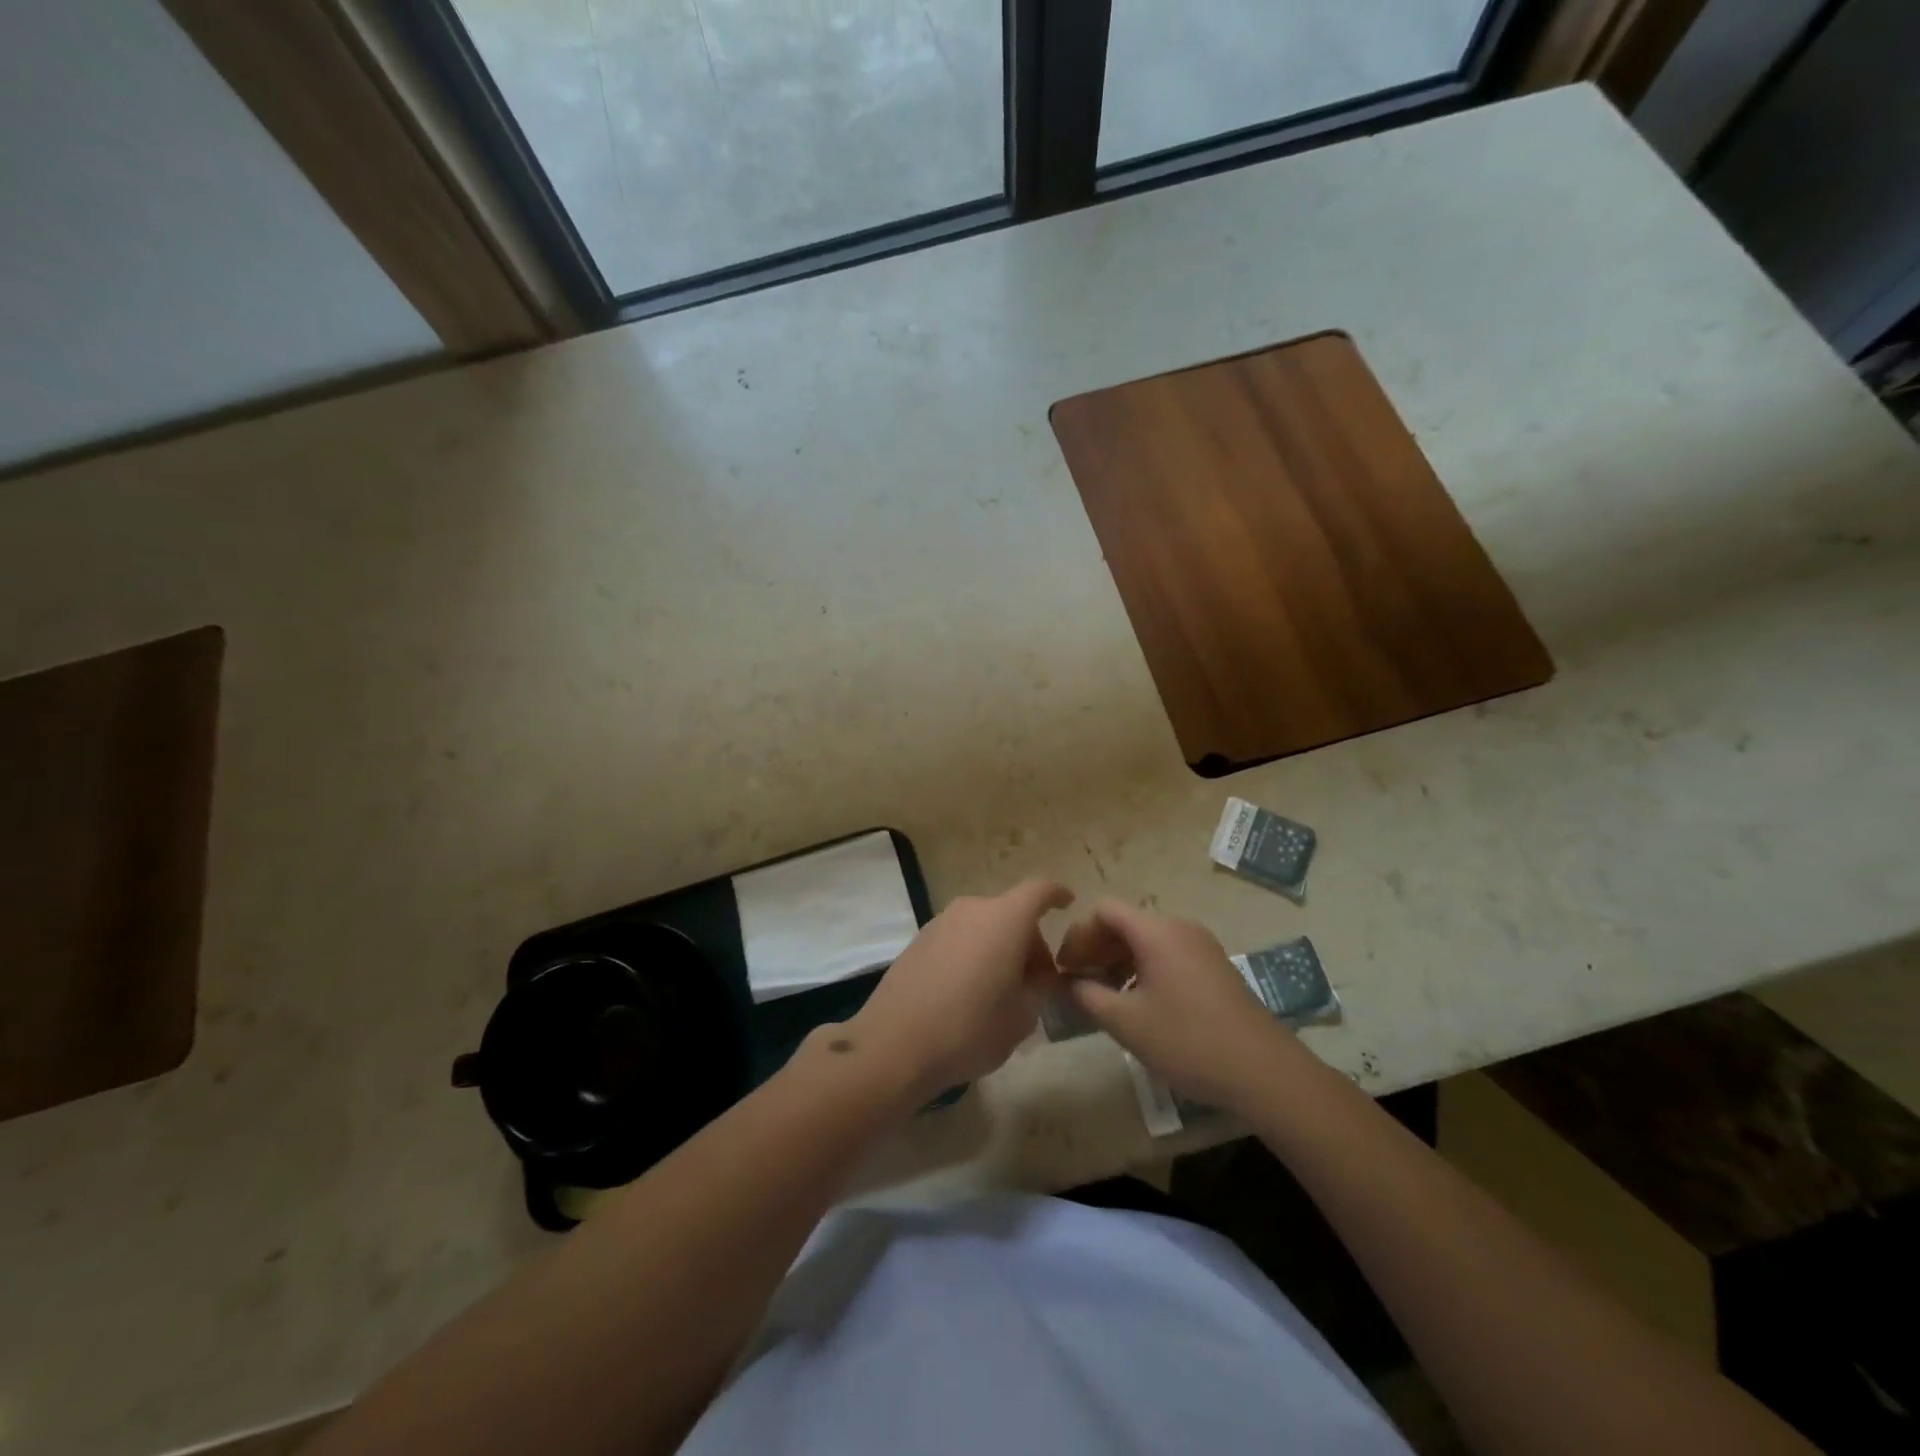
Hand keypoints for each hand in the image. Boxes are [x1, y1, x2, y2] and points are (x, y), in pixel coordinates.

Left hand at [848, 880, 1073, 1099]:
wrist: (895, 1044)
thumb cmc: (970, 1028)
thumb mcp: (1023, 1015)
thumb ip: (1040, 986)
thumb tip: (1038, 973)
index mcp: (1005, 919)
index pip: (1039, 891)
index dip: (1056, 894)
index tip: (1067, 902)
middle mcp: (972, 910)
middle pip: (1011, 913)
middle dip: (1029, 940)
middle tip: (1035, 981)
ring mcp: (940, 922)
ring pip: (983, 926)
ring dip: (999, 947)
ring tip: (1000, 990)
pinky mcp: (918, 941)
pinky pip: (959, 938)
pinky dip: (973, 953)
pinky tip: (968, 992)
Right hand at [1058, 900, 1298, 1110]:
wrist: (1263, 1071)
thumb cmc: (1187, 1040)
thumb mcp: (1126, 1022)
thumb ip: (1088, 996)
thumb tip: (1070, 983)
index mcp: (1156, 931)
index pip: (1104, 911)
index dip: (1078, 935)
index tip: (1065, 968)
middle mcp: (1179, 927)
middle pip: (1125, 922)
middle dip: (1096, 948)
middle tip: (1078, 983)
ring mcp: (1201, 946)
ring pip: (1146, 940)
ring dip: (1118, 960)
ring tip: (1105, 996)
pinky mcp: (1214, 967)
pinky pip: (1167, 953)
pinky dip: (1143, 968)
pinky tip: (1138, 1003)